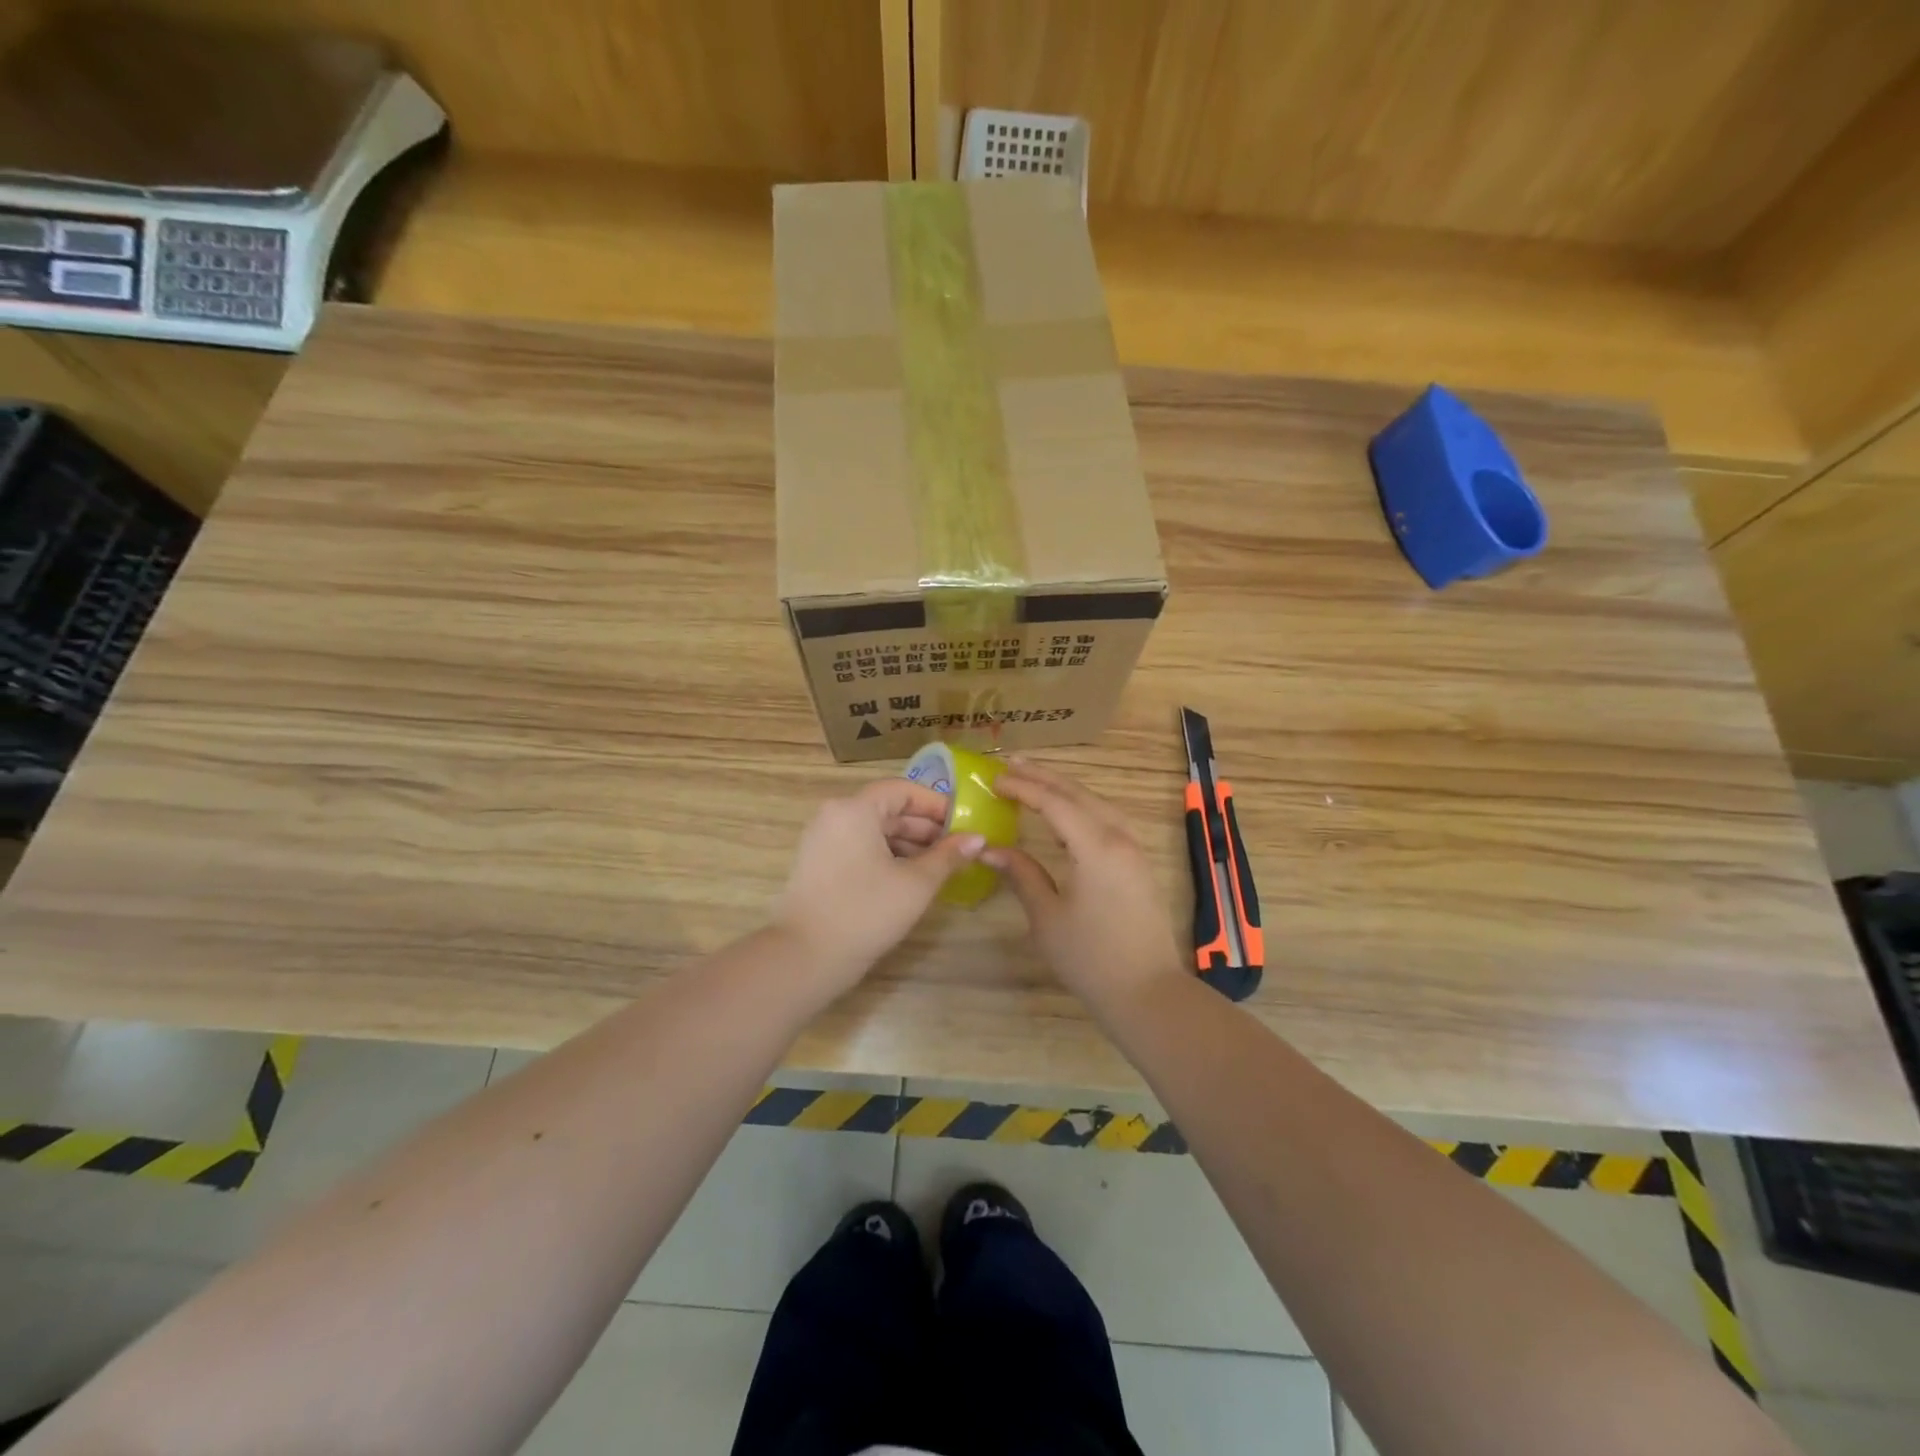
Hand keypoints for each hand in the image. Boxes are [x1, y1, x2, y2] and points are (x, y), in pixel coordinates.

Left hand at [772, 779, 985, 1000]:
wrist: (804, 957)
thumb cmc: (865, 912)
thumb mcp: (915, 884)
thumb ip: (948, 856)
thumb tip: (978, 838)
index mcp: (855, 809)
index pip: (902, 790)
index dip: (935, 804)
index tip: (962, 823)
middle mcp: (834, 815)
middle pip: (887, 809)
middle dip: (924, 827)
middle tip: (956, 849)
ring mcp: (821, 839)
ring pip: (873, 830)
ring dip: (906, 843)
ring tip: (938, 867)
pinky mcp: (817, 863)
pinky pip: (858, 846)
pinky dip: (884, 855)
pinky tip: (908, 878)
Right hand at [984, 759, 1187, 1010]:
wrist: (1147, 992)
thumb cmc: (1091, 957)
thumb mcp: (1047, 916)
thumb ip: (1022, 874)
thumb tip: (991, 848)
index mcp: (1096, 846)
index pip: (1054, 802)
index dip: (1023, 787)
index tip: (995, 779)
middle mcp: (1119, 837)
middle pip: (1078, 794)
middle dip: (1044, 777)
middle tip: (1012, 764)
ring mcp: (1133, 849)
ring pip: (1096, 804)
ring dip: (1065, 789)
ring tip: (1035, 780)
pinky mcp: (1138, 863)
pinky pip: (1107, 820)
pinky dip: (1082, 808)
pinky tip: (1066, 815)